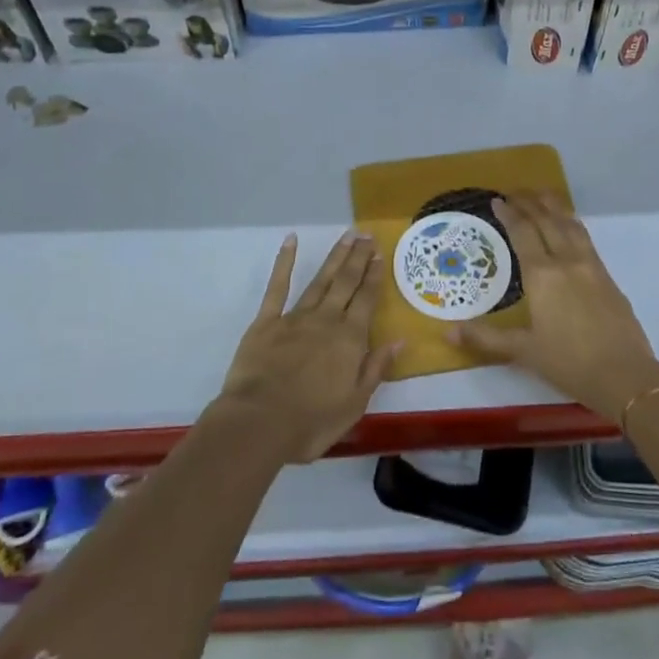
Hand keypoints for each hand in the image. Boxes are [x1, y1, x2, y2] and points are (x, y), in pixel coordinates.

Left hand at [216, 230, 399, 463]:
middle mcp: (327, 320)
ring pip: (321, 279)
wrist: (258, 423)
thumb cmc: (310, 422)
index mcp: (350, 339)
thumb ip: (375, 369)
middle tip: (367, 235)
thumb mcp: (354, 405)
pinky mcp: (267, 321)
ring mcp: (296, 317)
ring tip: (347, 236)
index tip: (380, 254)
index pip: (366, 300)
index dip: (374, 276)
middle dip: (358, 258)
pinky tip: (290, 241)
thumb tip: (399, 340)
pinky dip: (283, 262)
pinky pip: (277, 286)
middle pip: (346, 282)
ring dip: (335, 257)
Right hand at [450, 192, 658, 422]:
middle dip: (529, 202)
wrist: (625, 376)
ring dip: (554, 206)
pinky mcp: (607, 276)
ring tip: (542, 194)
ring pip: (570, 224)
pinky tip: (570, 226)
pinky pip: (585, 237)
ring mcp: (591, 266)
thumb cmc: (569, 363)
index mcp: (543, 275)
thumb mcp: (523, 351)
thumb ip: (486, 338)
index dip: (509, 214)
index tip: (497, 200)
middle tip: (514, 191)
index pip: (523, 233)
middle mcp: (567, 261)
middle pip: (547, 221)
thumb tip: (448, 331)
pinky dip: (572, 222)